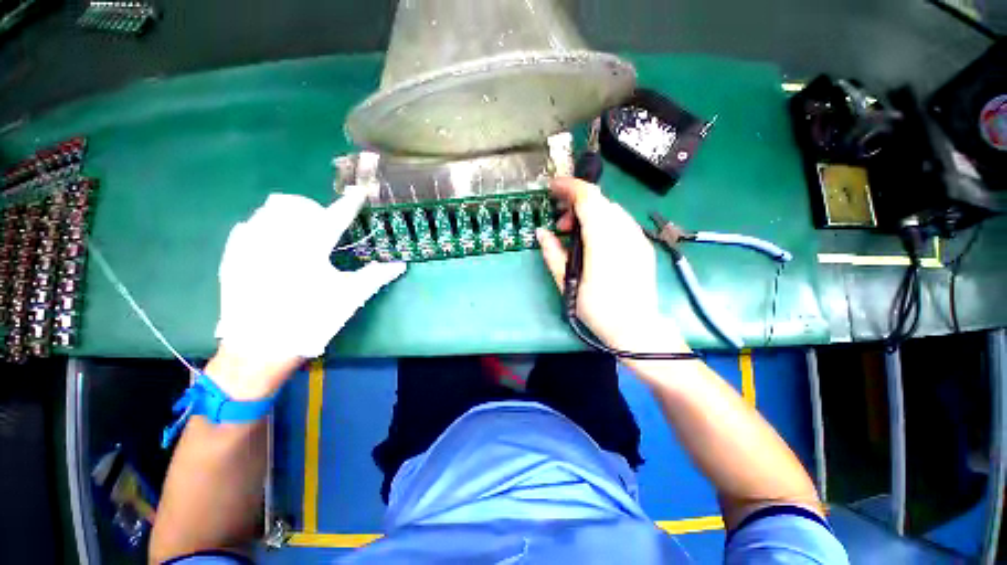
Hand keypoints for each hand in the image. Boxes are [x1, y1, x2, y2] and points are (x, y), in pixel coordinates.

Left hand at [213, 190, 404, 396]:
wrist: (259, 348)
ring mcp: (251, 245)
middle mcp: (277, 238)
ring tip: (299, 232)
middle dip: (314, 210)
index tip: (359, 191)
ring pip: (269, 210)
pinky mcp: (233, 256)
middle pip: (297, 205)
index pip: (337, 217)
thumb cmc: (312, 320)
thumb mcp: (350, 297)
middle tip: (325, 225)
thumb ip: (376, 276)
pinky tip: (270, 243)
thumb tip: (401, 264)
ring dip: (289, 215)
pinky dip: (263, 227)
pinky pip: (247, 226)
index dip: (351, 203)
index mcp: (311, 248)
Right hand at [537, 178, 687, 353]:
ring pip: (611, 209)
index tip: (552, 187)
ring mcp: (637, 238)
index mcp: (603, 241)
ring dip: (589, 213)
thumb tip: (542, 232)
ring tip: (575, 235)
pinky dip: (603, 222)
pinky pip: (620, 222)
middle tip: (560, 224)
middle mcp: (624, 232)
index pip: (588, 198)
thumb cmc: (598, 310)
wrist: (637, 328)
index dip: (569, 187)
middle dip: (575, 203)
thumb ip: (553, 253)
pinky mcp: (643, 245)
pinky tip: (594, 241)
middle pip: (599, 201)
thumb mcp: (567, 283)